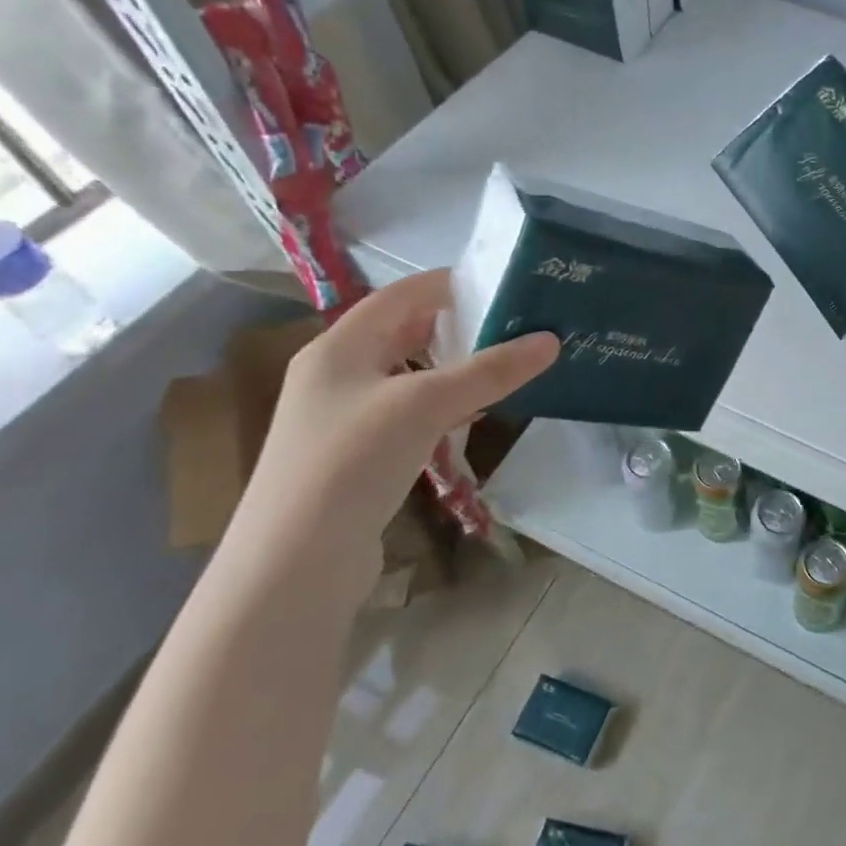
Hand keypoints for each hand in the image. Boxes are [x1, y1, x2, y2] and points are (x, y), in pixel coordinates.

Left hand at [232, 270, 558, 587]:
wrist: (295, 564)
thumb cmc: (351, 462)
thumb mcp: (424, 405)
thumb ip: (489, 371)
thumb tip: (551, 340)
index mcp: (338, 347)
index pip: (399, 296)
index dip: (447, 284)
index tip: (501, 281)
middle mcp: (337, 375)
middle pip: (402, 333)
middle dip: (457, 325)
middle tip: (514, 322)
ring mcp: (345, 419)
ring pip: (409, 376)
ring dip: (453, 367)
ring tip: (506, 363)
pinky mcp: (358, 457)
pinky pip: (409, 414)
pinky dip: (444, 406)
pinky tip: (475, 415)